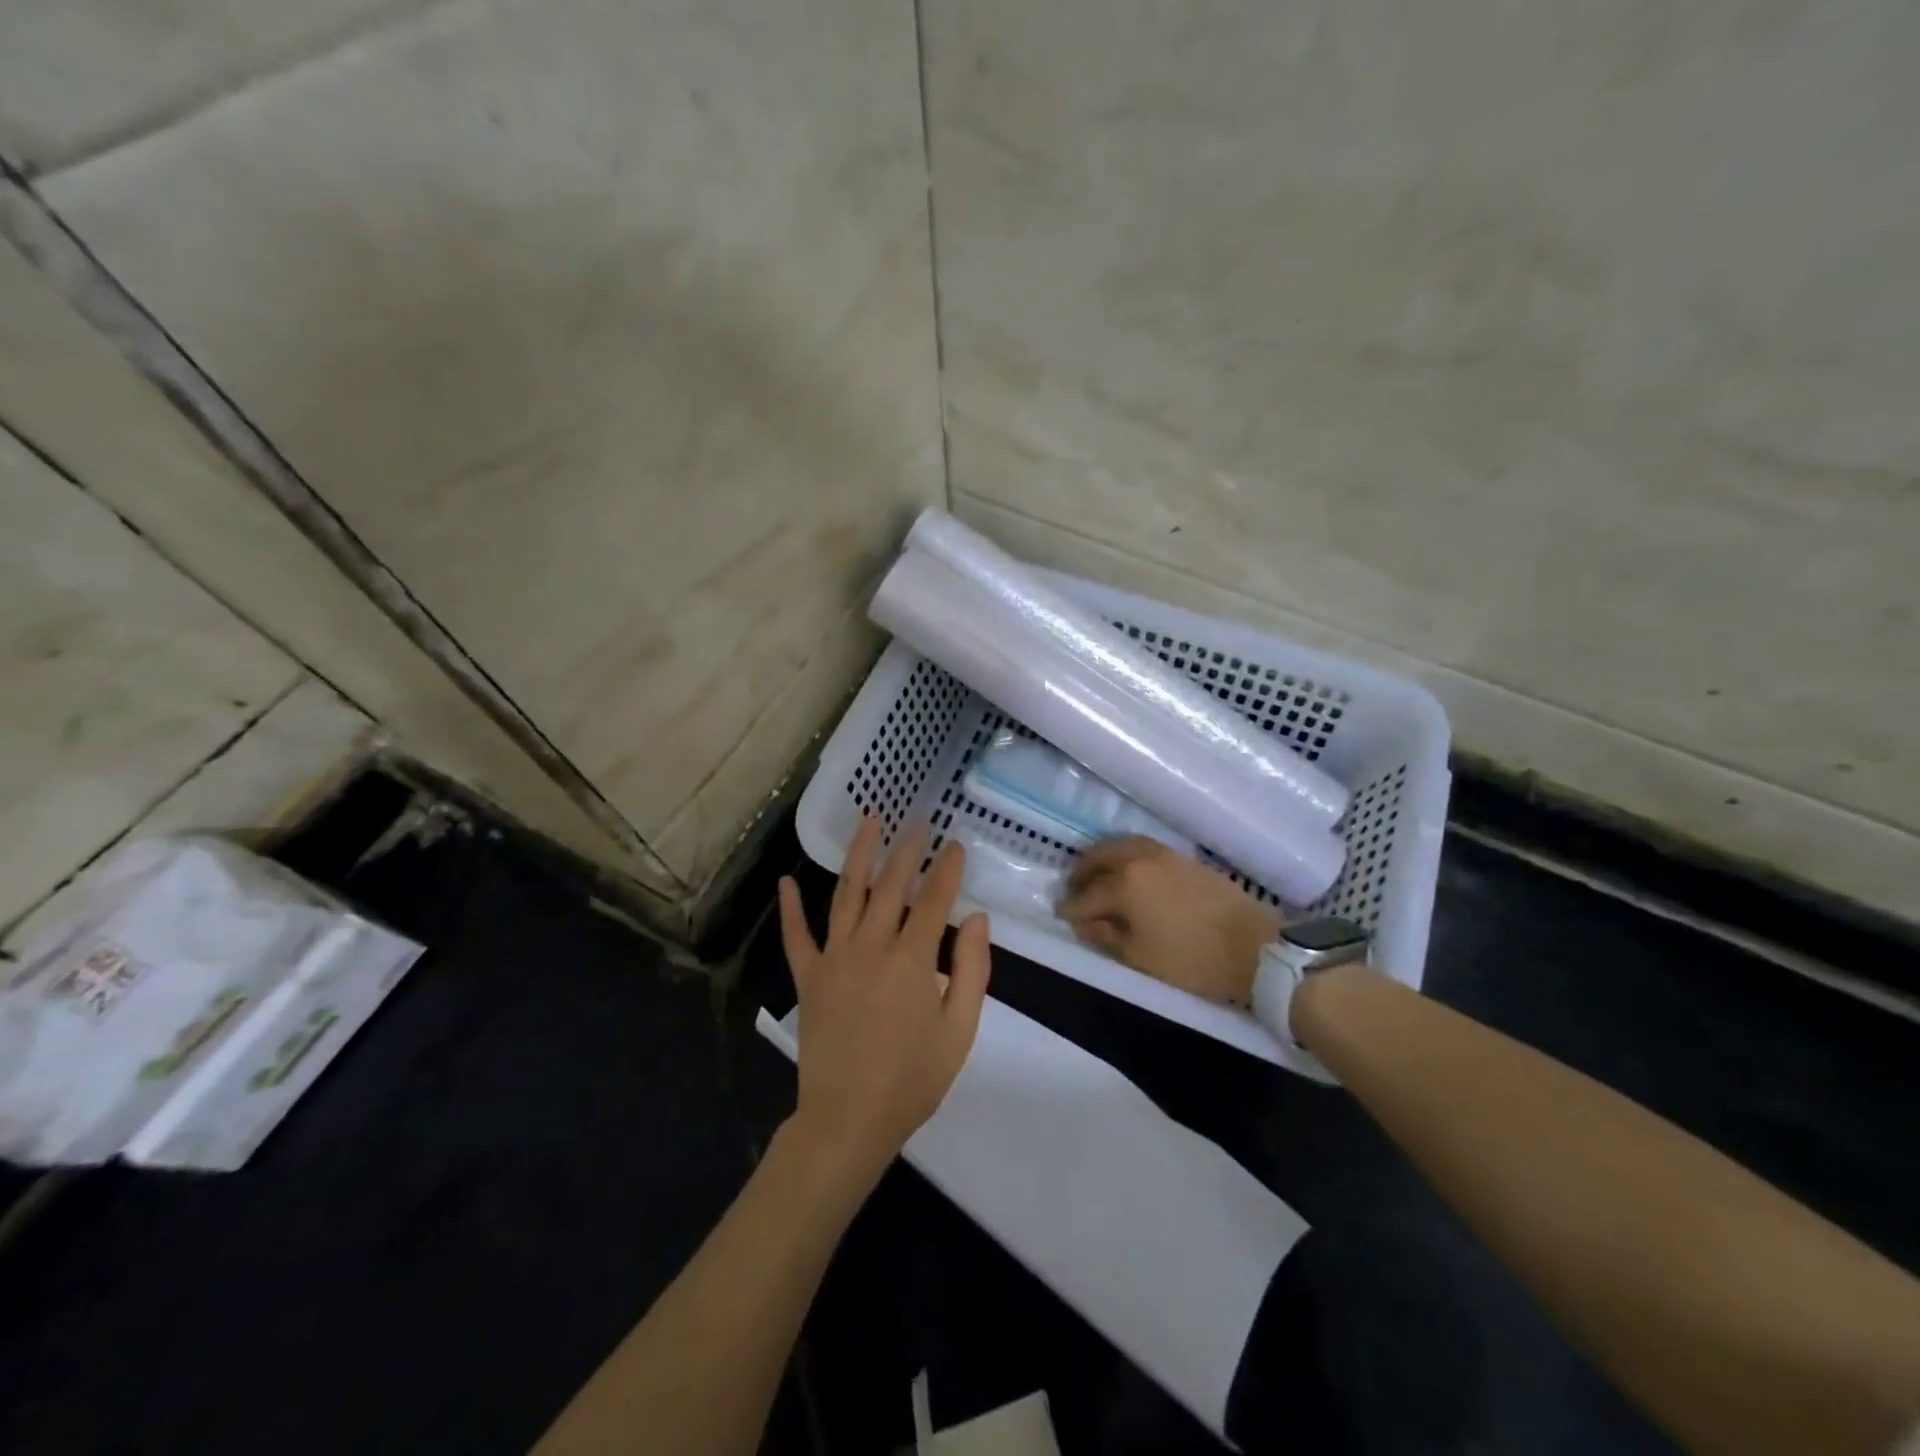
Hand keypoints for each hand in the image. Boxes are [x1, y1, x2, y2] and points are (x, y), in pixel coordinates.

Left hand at [777, 817, 990, 1185]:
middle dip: (908, 850)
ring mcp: (834, 959)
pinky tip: (787, 880)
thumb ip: (973, 970)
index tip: (956, 844)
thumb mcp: (960, 1030)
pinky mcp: (808, 977)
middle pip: (891, 886)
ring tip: (870, 822)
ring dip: (859, 855)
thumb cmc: (913, 1079)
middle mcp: (871, 947)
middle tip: (919, 821)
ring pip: (846, 894)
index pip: (933, 900)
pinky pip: (797, 936)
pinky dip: (792, 907)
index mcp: (912, 960)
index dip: (947, 869)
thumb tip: (976, 918)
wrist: (849, 1120)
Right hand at [1058, 837, 1281, 1006]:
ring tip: (1099, 879)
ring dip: (1103, 859)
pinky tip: (1129, 875)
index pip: (1087, 894)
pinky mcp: (1185, 858)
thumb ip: (1105, 935)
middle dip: (1082, 872)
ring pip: (1122, 845)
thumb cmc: (1192, 960)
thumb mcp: (1139, 957)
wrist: (1255, 948)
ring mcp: (1164, 854)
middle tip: (1074, 891)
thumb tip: (1082, 921)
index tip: (1060, 915)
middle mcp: (1140, 858)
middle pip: (1100, 856)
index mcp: (1124, 883)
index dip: (1071, 907)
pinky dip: (1126, 856)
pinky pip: (1142, 848)